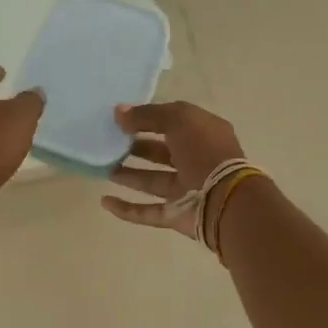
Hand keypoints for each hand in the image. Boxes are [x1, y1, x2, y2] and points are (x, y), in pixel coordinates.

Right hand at [101, 100, 246, 234]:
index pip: (173, 122)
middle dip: (135, 147)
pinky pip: (147, 212)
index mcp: (203, 134)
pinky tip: (105, 201)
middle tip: (108, 143)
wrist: (224, 199)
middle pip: (161, 152)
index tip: (119, 119)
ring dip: (128, 175)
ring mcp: (187, 190)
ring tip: (103, 168)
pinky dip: (127, 209)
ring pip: (152, 181)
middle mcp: (196, 161)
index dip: (147, 119)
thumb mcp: (178, 119)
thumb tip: (119, 112)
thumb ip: (147, 115)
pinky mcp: (177, 216)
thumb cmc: (204, 150)